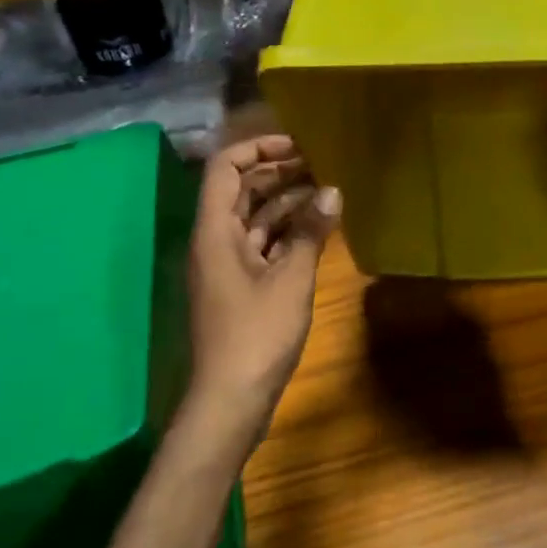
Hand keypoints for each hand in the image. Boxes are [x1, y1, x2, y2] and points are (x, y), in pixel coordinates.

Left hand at [184, 136, 339, 440]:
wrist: (230, 401)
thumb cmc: (256, 335)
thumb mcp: (290, 279)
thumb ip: (310, 232)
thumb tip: (332, 192)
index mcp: (214, 232)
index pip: (226, 168)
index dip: (259, 148)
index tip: (300, 146)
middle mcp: (215, 241)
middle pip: (240, 190)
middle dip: (279, 172)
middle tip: (323, 165)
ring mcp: (226, 265)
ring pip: (254, 217)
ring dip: (287, 201)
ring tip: (328, 190)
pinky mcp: (240, 286)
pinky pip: (262, 244)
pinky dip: (287, 231)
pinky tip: (319, 228)